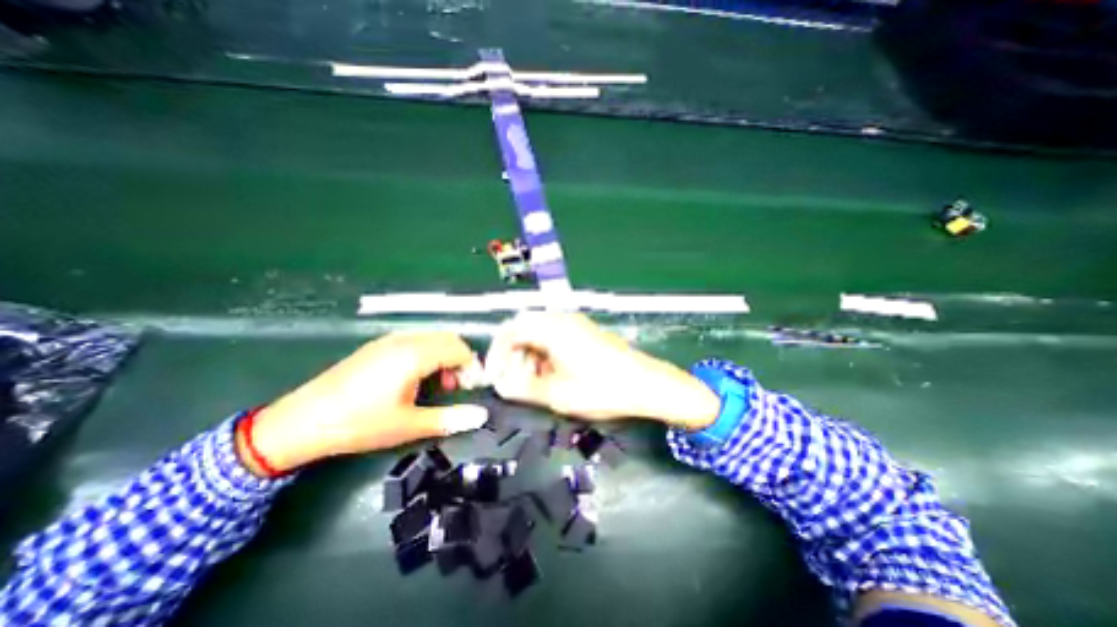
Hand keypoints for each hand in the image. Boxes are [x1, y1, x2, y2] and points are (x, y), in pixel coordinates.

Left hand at [239, 333, 489, 473]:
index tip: (472, 388)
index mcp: (415, 355)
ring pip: (433, 338)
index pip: (459, 349)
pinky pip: (416, 340)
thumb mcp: (408, 425)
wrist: (300, 422)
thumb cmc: (359, 423)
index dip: (472, 367)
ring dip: (445, 356)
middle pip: (449, 339)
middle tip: (457, 387)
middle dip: (461, 360)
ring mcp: (389, 340)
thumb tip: (481, 415)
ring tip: (438, 384)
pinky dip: (428, 353)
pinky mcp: (378, 346)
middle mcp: (405, 340)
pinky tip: (416, 377)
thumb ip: (450, 418)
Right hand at [484, 312, 720, 428]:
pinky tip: (552, 373)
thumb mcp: (558, 395)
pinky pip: (554, 335)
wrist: (647, 384)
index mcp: (552, 328)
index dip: (497, 352)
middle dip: (512, 353)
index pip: (510, 329)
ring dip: (528, 353)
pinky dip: (544, 352)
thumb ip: (524, 388)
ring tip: (533, 380)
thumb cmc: (603, 389)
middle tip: (513, 379)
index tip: (495, 375)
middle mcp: (561, 319)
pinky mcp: (584, 331)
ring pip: (538, 332)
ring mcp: (575, 323)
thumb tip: (502, 385)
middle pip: (523, 328)